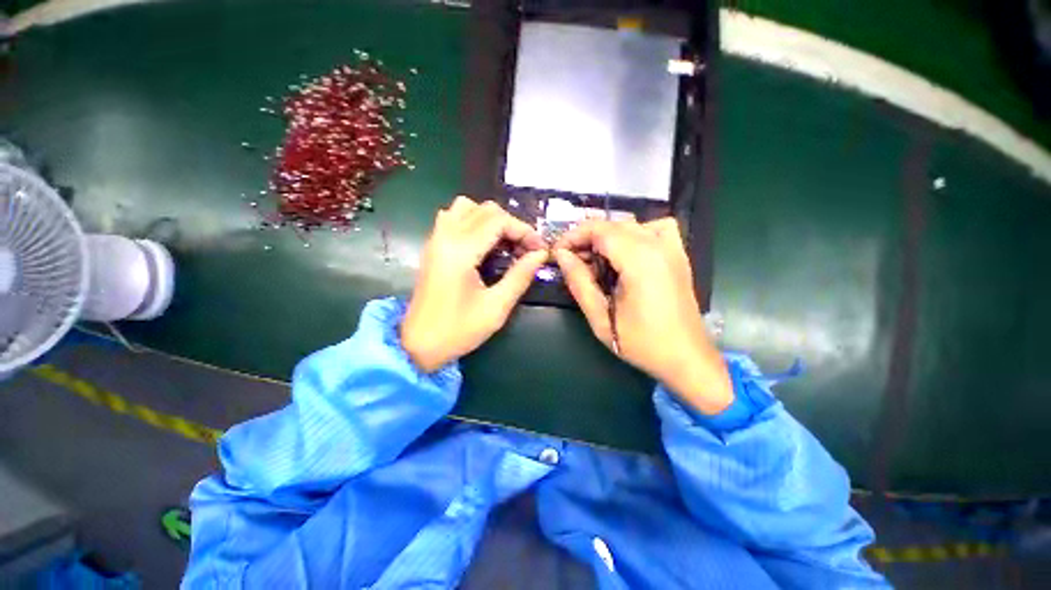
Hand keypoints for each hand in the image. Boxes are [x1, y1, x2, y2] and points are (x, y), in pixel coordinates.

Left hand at [401, 196, 547, 372]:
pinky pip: (453, 217)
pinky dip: (473, 221)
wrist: (417, 345)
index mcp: (460, 251)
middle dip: (511, 225)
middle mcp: (445, 236)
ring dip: (491, 219)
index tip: (540, 249)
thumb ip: (520, 276)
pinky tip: (483, 243)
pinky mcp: (432, 247)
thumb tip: (540, 254)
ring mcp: (435, 239)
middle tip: (526, 248)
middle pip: (485, 209)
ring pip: (467, 207)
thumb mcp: (496, 307)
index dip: (524, 231)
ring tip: (505, 242)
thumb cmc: (458, 330)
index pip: (498, 221)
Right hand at [553, 218, 732, 414]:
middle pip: (613, 225)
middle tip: (571, 261)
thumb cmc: (642, 343)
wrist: (687, 358)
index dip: (573, 236)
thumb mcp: (601, 318)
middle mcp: (658, 246)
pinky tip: (627, 253)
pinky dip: (635, 234)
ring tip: (595, 260)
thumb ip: (579, 282)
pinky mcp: (679, 255)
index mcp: (640, 260)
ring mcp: (672, 248)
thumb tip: (561, 255)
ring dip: (607, 237)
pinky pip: (655, 228)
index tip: (557, 252)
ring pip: (631, 225)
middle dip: (586, 238)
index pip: (599, 230)